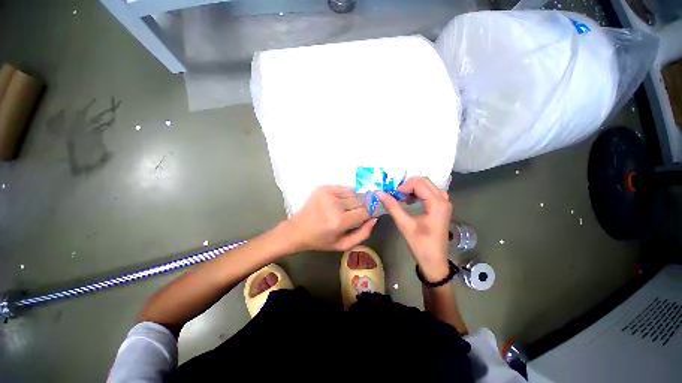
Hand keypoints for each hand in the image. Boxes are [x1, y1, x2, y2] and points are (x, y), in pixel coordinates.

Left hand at [283, 185, 376, 251]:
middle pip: (360, 201)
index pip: (364, 212)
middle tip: (352, 215)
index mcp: (339, 221)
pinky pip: (343, 188)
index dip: (366, 215)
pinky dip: (345, 195)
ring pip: (353, 193)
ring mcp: (328, 193)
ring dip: (353, 201)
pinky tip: (338, 202)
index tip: (363, 218)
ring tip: (344, 208)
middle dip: (360, 208)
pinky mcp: (323, 187)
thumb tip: (374, 218)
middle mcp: (334, 204)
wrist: (298, 229)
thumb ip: (363, 234)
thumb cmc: (321, 240)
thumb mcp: (343, 244)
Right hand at [378, 177, 451, 280]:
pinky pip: (431, 193)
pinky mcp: (442, 208)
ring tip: (402, 197)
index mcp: (437, 204)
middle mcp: (444, 200)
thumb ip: (392, 207)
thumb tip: (379, 193)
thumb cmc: (420, 244)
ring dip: (414, 188)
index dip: (404, 186)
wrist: (434, 262)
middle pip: (425, 181)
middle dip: (409, 185)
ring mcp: (445, 204)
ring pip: (428, 186)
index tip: (393, 194)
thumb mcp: (405, 225)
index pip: (419, 184)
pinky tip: (411, 200)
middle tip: (396, 194)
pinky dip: (420, 193)